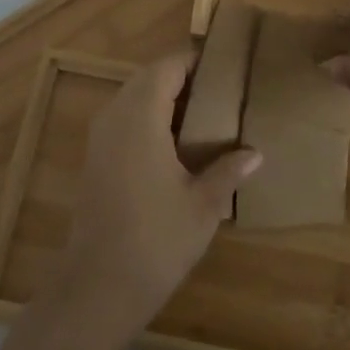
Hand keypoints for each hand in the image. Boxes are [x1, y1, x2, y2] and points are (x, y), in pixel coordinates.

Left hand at [48, 53, 261, 337]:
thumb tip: (255, 154)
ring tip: (204, 115)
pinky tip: (175, 145)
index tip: (226, 65)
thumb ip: (228, 171)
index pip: (168, 66)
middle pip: (149, 77)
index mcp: (141, 115)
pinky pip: (124, 119)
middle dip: (182, 77)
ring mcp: (100, 137)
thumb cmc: (155, 241)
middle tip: (220, 90)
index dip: (195, 60)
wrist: (96, 289)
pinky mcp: (95, 159)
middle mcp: (115, 115)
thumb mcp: (203, 206)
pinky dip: (149, 118)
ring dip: (164, 98)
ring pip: (134, 97)